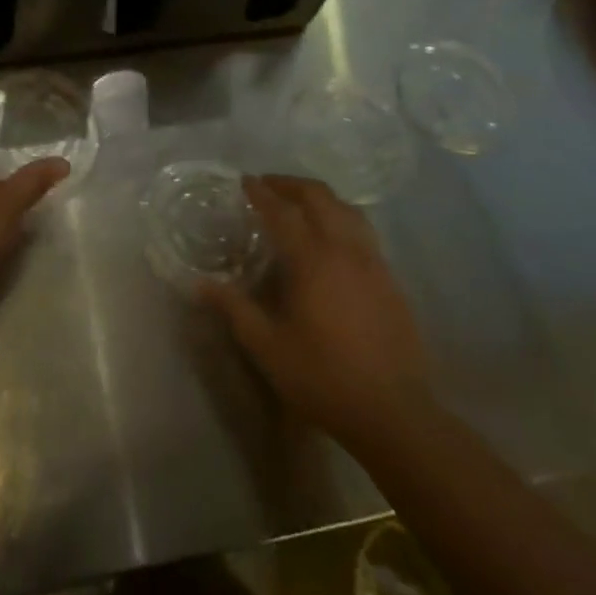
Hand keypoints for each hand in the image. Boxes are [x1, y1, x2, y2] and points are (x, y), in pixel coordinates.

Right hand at [197, 175, 429, 444]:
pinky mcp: (391, 280)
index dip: (262, 193)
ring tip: (301, 204)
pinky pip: (364, 232)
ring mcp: (373, 263)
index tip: (245, 181)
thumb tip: (201, 285)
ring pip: (347, 210)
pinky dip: (342, 219)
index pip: (282, 211)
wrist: (394, 413)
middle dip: (291, 185)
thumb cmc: (324, 377)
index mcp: (312, 260)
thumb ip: (235, 310)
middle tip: (269, 186)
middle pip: (319, 198)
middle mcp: (345, 250)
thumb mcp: (268, 348)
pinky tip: (333, 240)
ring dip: (321, 198)